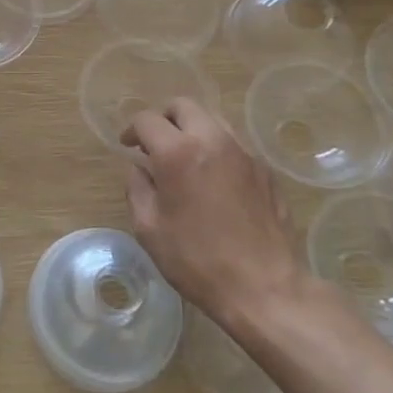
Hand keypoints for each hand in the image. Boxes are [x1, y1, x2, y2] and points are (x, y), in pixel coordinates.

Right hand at [122, 98, 301, 324]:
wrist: (264, 287)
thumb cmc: (197, 260)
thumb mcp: (149, 228)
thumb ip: (137, 188)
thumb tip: (140, 168)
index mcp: (178, 152)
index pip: (147, 120)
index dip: (131, 130)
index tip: (128, 147)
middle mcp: (212, 140)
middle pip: (183, 106)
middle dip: (163, 119)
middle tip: (155, 145)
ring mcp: (243, 152)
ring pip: (212, 119)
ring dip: (192, 129)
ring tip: (185, 159)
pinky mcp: (264, 169)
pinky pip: (234, 143)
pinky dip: (216, 149)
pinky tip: (213, 179)